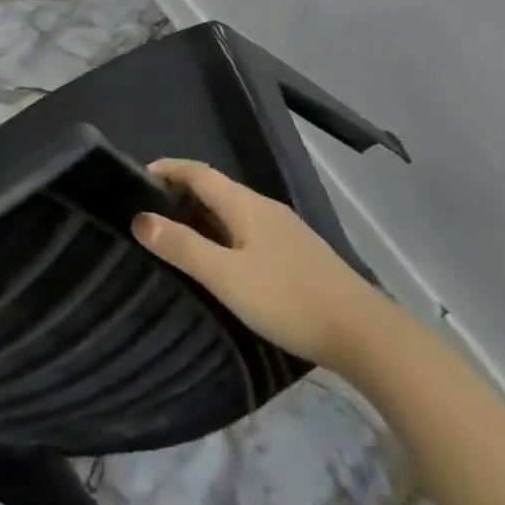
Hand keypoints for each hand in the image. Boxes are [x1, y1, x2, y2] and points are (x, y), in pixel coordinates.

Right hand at [133, 160, 390, 372]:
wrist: (366, 336)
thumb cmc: (288, 299)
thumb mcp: (226, 276)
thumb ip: (182, 247)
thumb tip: (140, 219)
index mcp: (245, 204)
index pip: (198, 172)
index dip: (167, 169)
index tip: (137, 178)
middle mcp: (264, 208)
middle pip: (216, 189)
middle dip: (181, 193)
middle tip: (150, 211)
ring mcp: (286, 231)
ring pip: (234, 212)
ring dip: (203, 216)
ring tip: (177, 237)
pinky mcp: (299, 256)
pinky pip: (249, 231)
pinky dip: (224, 234)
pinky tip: (223, 262)